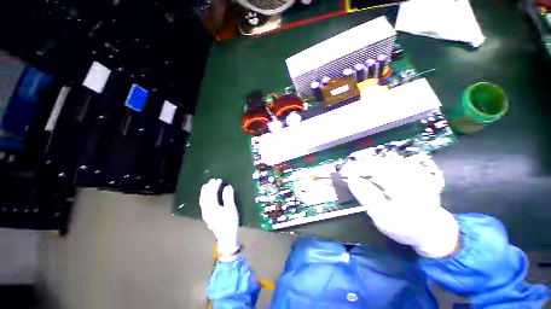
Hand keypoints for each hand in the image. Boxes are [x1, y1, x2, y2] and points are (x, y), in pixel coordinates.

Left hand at [199, 178, 238, 254]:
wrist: (226, 237)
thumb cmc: (230, 223)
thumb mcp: (231, 210)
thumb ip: (228, 197)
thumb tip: (227, 186)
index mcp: (211, 206)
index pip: (211, 193)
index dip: (215, 185)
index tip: (219, 180)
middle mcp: (206, 208)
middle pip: (205, 195)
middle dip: (208, 187)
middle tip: (212, 181)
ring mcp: (205, 213)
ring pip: (202, 200)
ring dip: (204, 192)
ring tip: (207, 186)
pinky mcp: (206, 217)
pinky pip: (203, 204)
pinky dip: (204, 198)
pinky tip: (207, 198)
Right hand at [342, 152, 458, 257]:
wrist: (433, 230)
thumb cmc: (407, 228)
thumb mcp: (384, 219)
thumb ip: (368, 198)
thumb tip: (353, 180)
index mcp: (400, 182)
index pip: (374, 167)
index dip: (357, 167)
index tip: (343, 173)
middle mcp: (408, 170)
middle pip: (382, 160)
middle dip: (365, 165)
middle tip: (351, 174)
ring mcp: (415, 169)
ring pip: (390, 161)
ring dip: (375, 166)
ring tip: (364, 175)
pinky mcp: (419, 171)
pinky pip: (398, 164)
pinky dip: (386, 168)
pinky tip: (382, 177)